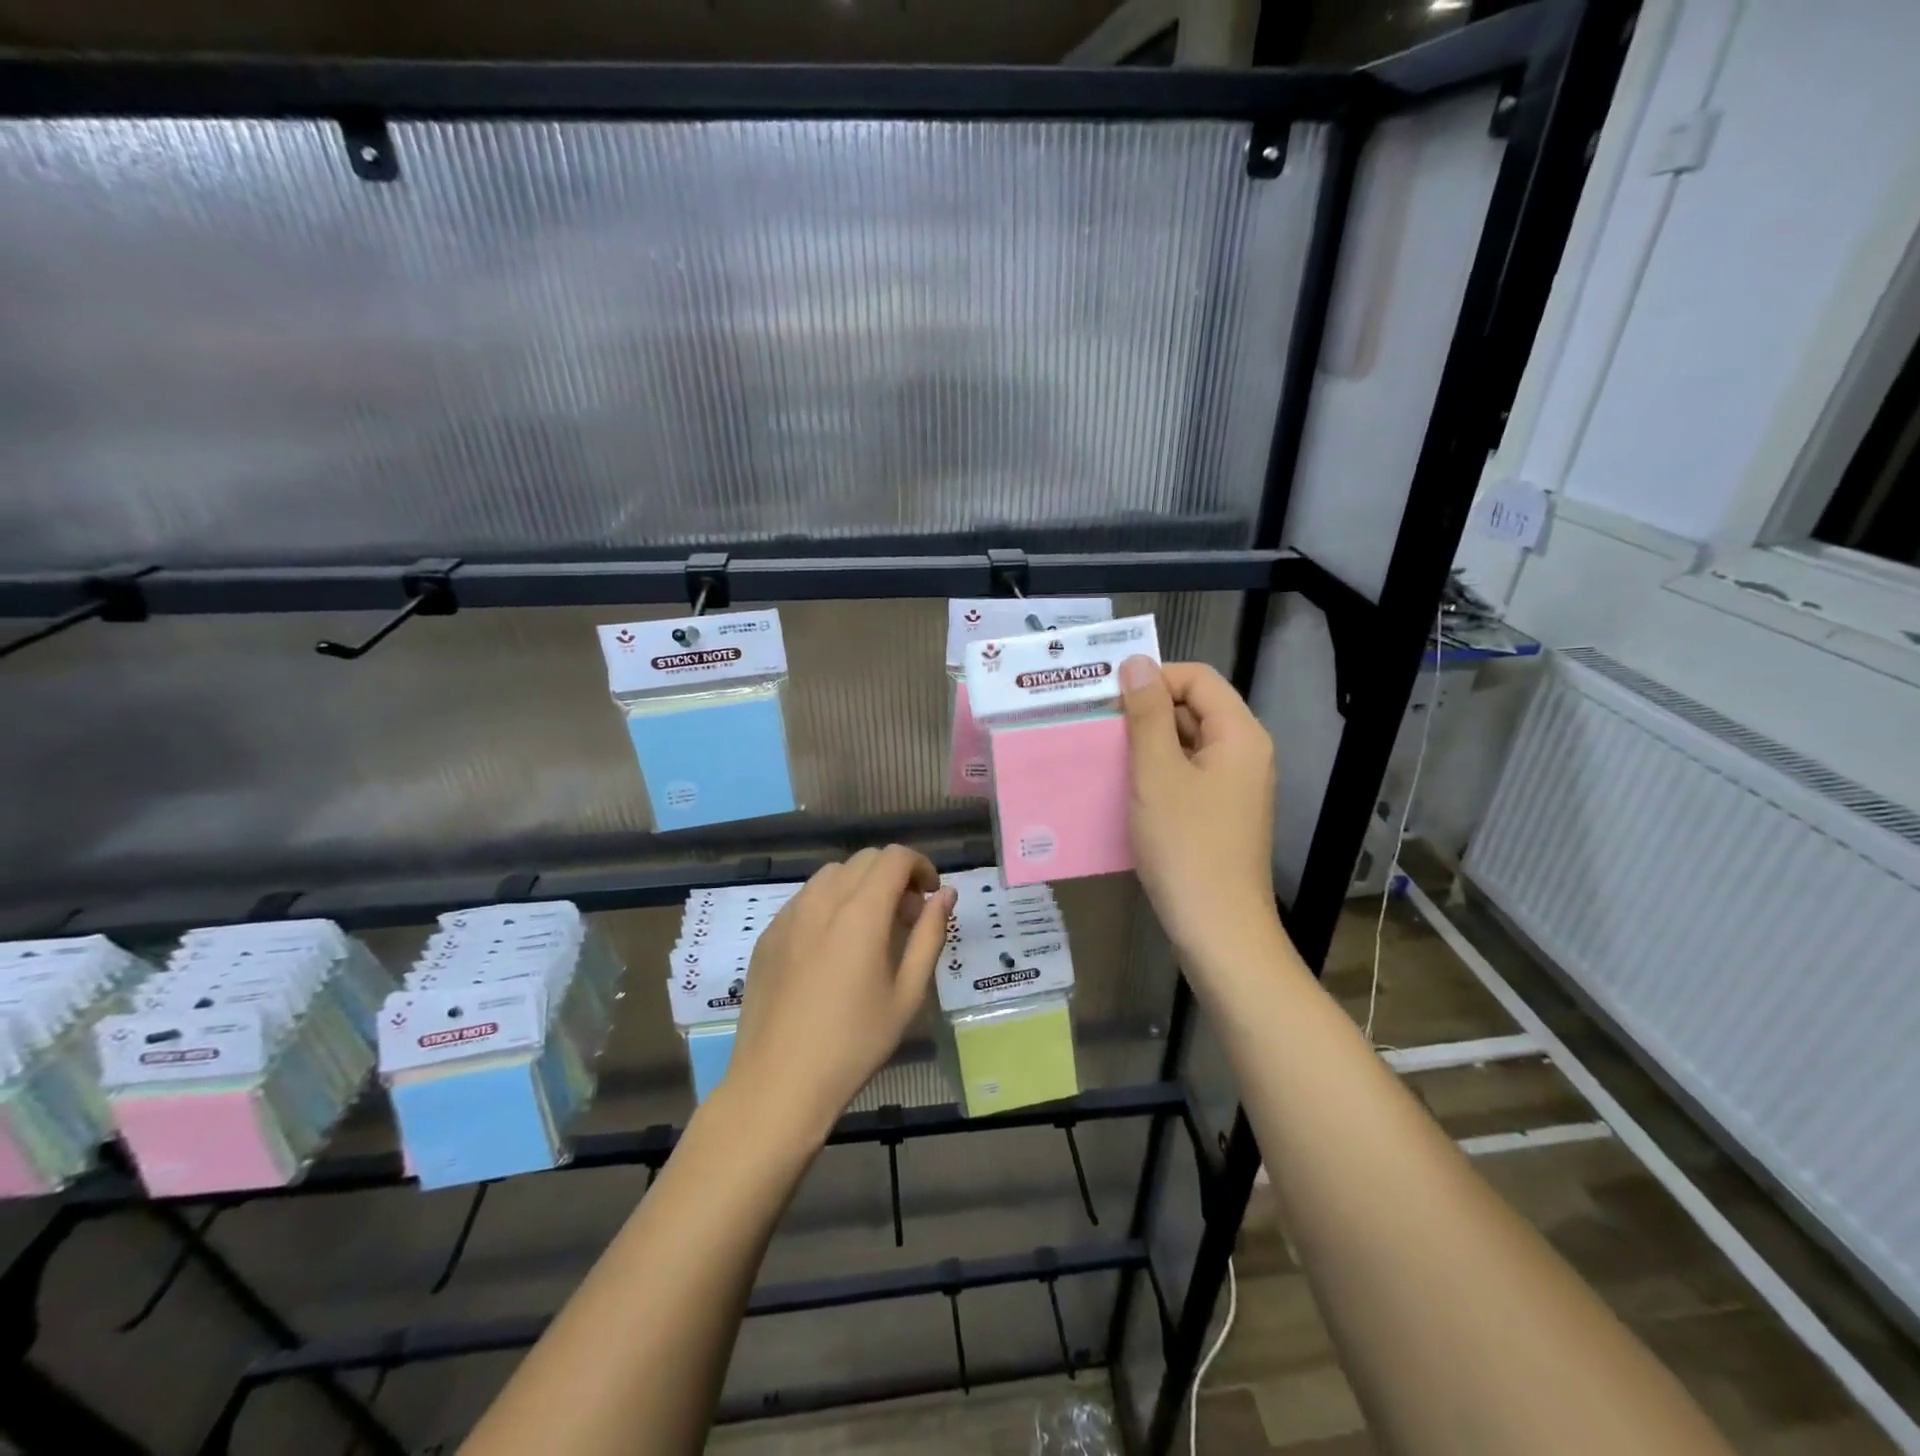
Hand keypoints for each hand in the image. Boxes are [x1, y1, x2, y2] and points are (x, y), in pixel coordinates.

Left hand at [729, 846, 956, 1137]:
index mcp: (861, 911)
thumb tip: (945, 894)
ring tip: (869, 929)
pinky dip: (830, 903)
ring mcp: (789, 915)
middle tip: (905, 917)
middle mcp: (822, 900)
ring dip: (860, 885)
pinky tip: (833, 947)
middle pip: (864, 860)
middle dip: (893, 875)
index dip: (920, 866)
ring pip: (832, 875)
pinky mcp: (768, 934)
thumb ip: (930, 935)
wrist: (779, 1081)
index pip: (894, 857)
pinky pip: (805, 898)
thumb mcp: (908, 993)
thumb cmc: (854, 1042)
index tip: (930, 896)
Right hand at [1120, 658, 1280, 966]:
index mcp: (1239, 735)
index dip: (1154, 678)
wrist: (1218, 930)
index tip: (1108, 699)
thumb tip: (1137, 663)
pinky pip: (1187, 775)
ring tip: (1103, 754)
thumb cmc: (1186, 846)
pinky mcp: (1221, 814)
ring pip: (1187, 744)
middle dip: (1146, 711)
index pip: (1198, 679)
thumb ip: (1147, 715)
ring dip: (1147, 743)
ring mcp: (1235, 787)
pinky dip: (1157, 773)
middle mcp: (1245, 753)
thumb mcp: (1157, 773)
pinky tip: (1124, 787)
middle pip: (1195, 709)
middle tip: (1097, 725)